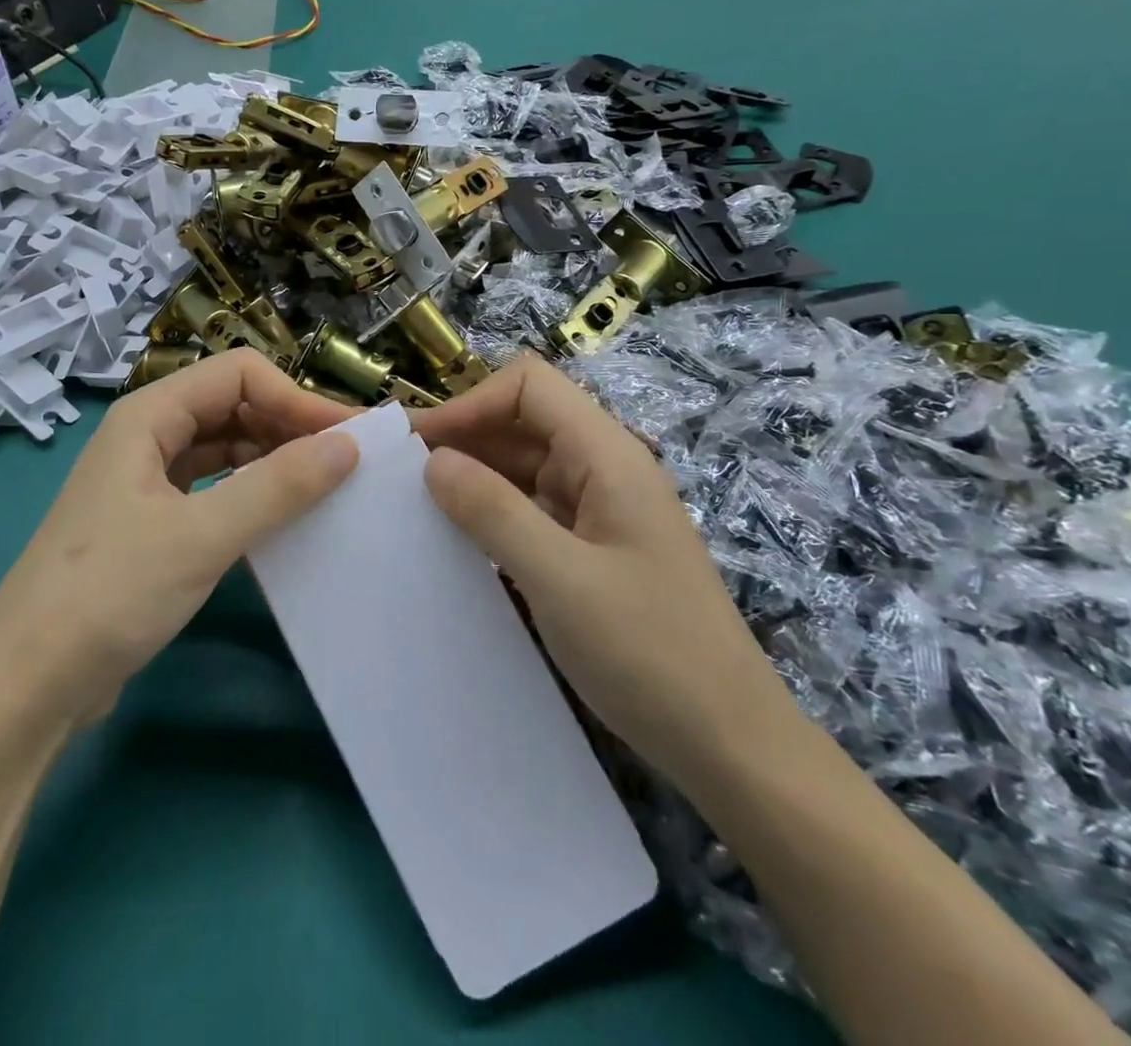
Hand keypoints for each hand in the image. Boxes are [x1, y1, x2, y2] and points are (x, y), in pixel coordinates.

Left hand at [0, 350, 359, 727]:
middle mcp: (146, 436)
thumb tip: (347, 446)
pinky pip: (212, 488)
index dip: (296, 397)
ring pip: (223, 448)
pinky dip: (249, 493)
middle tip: (345, 464)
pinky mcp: (150, 523)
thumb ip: (277, 487)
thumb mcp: (201, 536)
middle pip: (231, 405)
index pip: (238, 375)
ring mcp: (145, 480)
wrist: (27, 684)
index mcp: (148, 416)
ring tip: (323, 488)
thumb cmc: (109, 593)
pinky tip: (280, 518)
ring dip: (272, 460)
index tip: (347, 439)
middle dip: (288, 426)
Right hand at [411, 353, 795, 792]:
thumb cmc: (650, 654)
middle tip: (399, 477)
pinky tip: (456, 541)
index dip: (470, 403)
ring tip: (415, 507)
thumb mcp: (560, 579)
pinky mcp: (592, 547)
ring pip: (522, 467)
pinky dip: (491, 513)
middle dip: (462, 439)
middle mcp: (603, 469)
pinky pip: (531, 509)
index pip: (528, 386)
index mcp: (606, 455)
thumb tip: (433, 461)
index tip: (419, 447)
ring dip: (472, 478)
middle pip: (522, 422)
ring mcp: (599, 509)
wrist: (730, 744)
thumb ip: (492, 511)